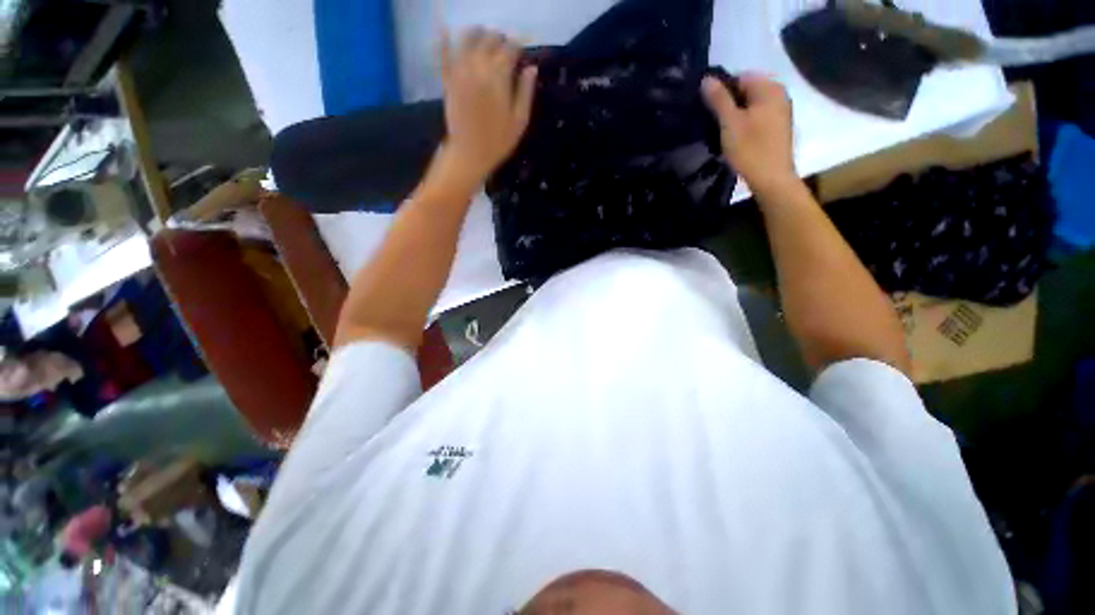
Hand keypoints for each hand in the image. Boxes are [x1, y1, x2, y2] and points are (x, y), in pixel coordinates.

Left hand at [439, 28, 536, 183]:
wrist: (469, 154)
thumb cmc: (498, 141)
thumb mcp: (520, 120)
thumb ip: (526, 92)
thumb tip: (531, 68)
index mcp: (499, 77)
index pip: (510, 48)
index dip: (518, 46)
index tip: (521, 51)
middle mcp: (479, 67)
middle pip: (490, 39)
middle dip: (499, 39)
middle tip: (505, 49)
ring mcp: (460, 71)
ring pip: (468, 38)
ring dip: (478, 34)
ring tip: (484, 41)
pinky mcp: (448, 78)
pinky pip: (444, 53)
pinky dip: (445, 39)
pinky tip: (445, 28)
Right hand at [702, 74, 795, 195]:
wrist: (771, 178)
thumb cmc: (750, 149)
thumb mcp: (729, 123)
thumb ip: (718, 99)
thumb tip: (707, 79)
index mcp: (769, 88)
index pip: (740, 77)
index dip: (722, 91)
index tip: (709, 110)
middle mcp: (779, 94)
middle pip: (747, 91)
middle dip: (729, 104)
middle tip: (714, 123)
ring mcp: (781, 111)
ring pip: (752, 106)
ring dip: (736, 116)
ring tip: (723, 133)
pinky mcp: (779, 127)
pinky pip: (758, 117)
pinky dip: (746, 124)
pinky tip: (736, 139)